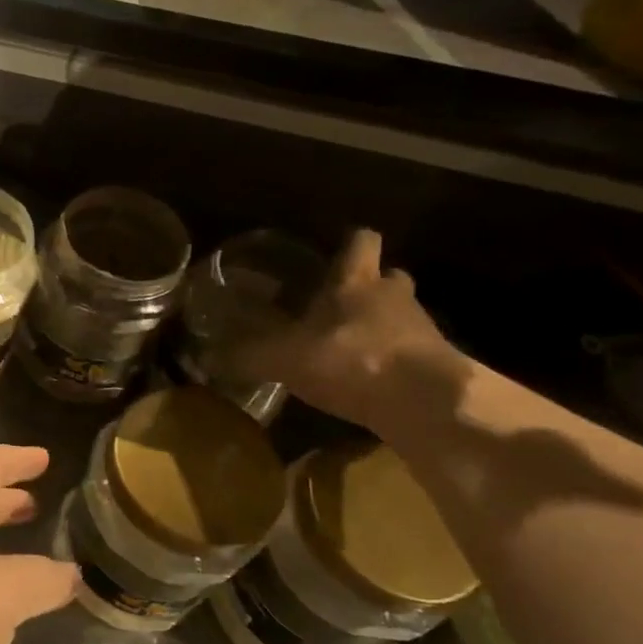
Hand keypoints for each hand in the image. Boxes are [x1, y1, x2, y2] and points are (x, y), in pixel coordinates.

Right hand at [243, 229, 461, 434]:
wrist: (426, 402)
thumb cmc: (352, 359)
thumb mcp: (285, 359)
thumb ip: (247, 356)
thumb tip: (204, 357)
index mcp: (355, 281)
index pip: (361, 241)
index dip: (350, 244)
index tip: (336, 251)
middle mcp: (392, 296)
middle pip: (388, 277)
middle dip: (369, 288)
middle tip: (340, 305)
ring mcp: (421, 329)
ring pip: (402, 315)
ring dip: (382, 326)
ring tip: (351, 348)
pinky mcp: (438, 364)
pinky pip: (410, 353)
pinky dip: (393, 362)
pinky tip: (370, 383)